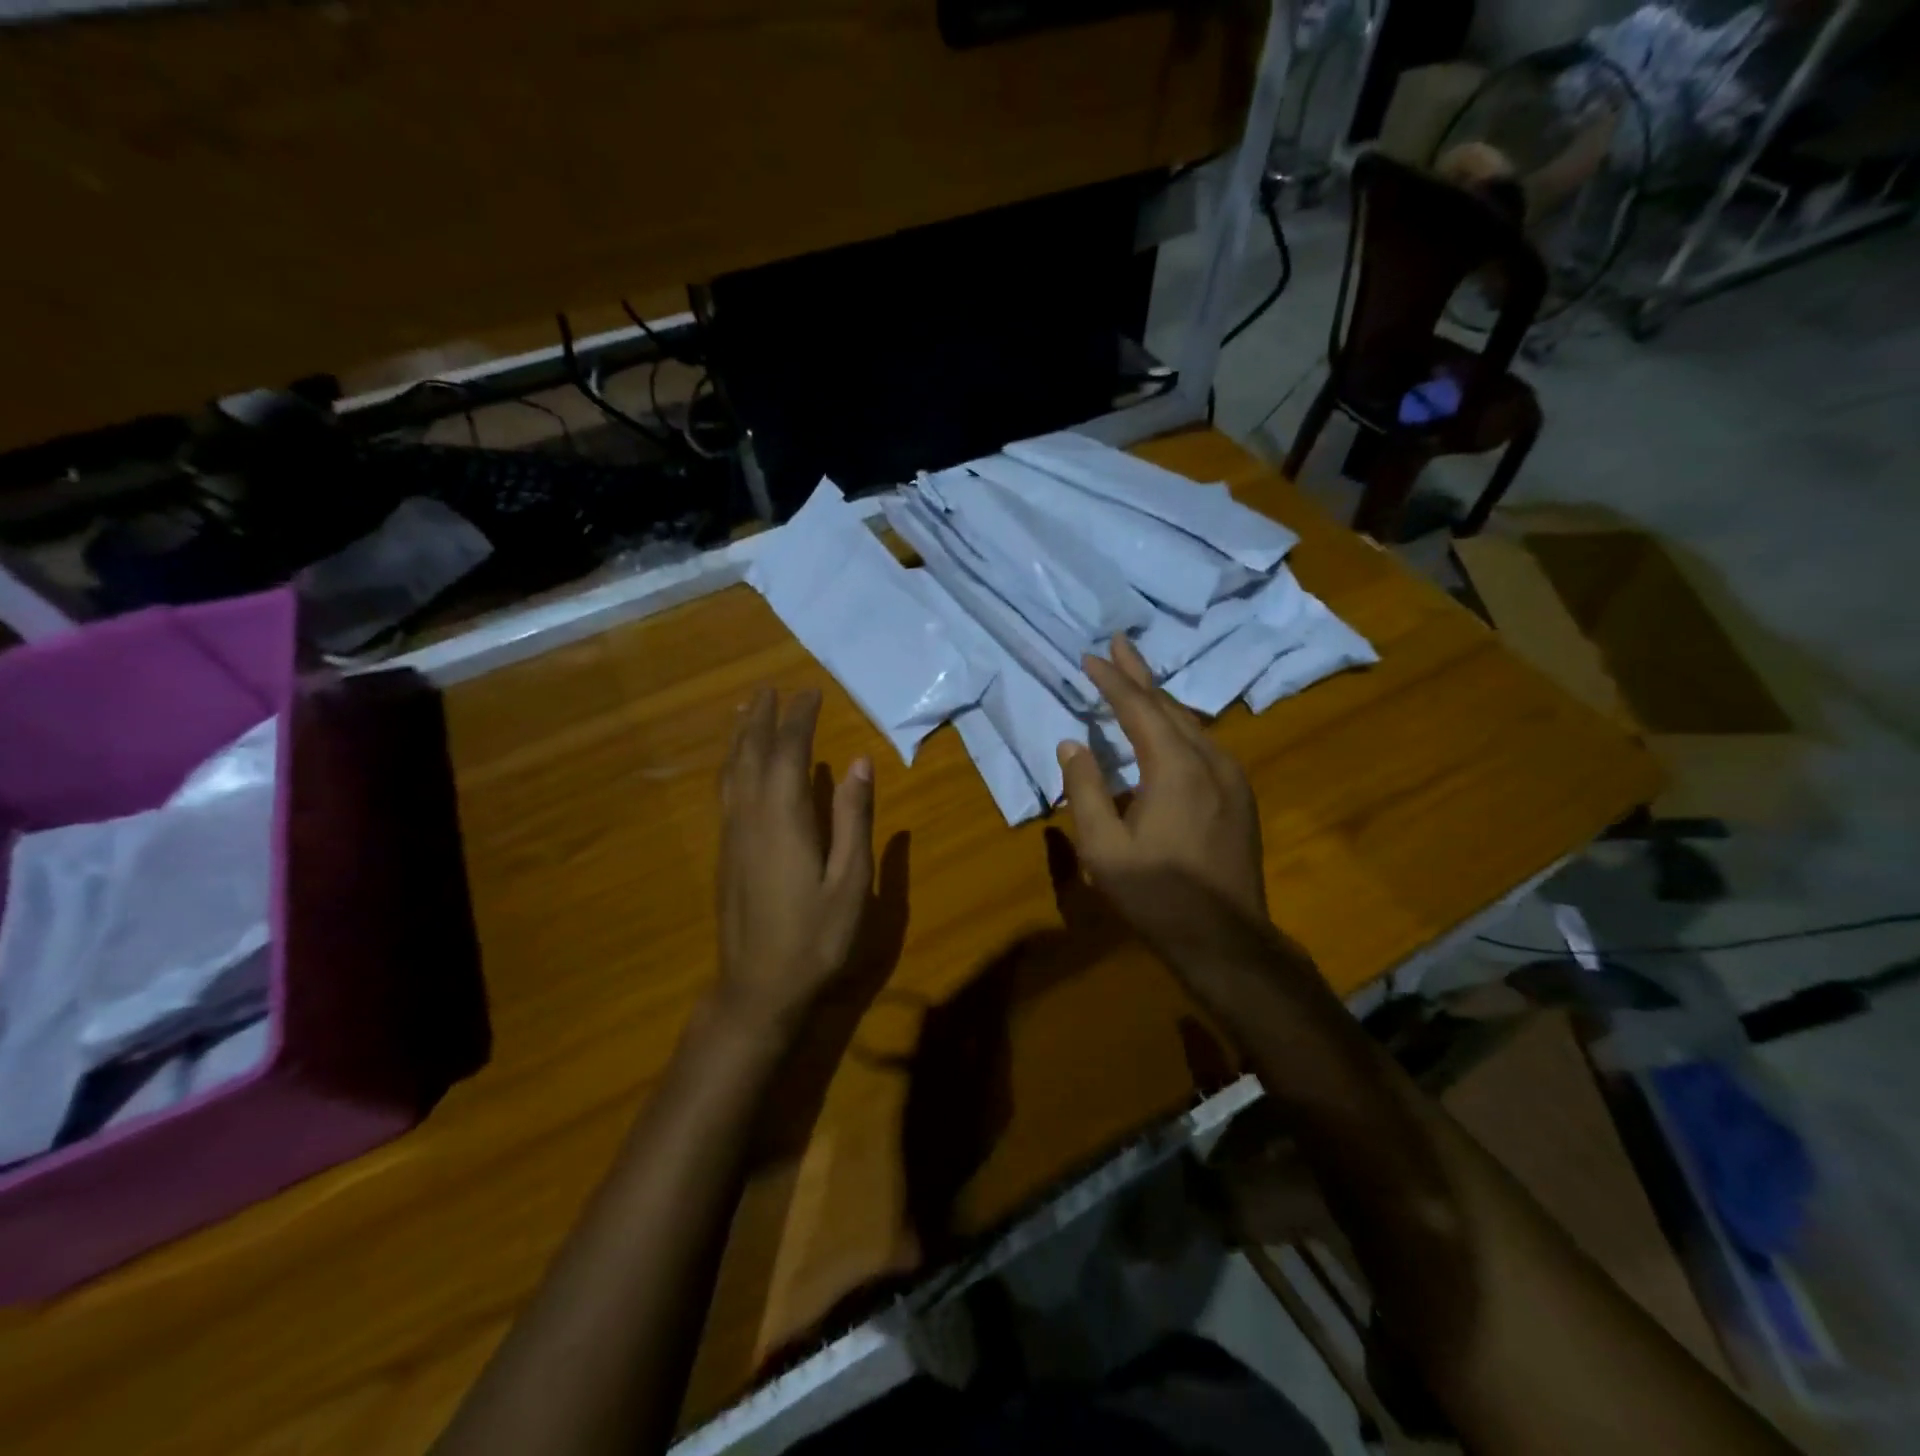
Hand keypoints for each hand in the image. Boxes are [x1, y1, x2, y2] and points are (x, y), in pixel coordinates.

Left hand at [715, 688, 874, 1036]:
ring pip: (731, 772)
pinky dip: (731, 765)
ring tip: (744, 710)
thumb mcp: (849, 881)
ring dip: (738, 737)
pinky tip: (735, 766)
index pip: (788, 753)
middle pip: (751, 754)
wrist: (758, 989)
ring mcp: (731, 835)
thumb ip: (853, 819)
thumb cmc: (815, 938)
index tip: (809, 693)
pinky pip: (725, 792)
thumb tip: (858, 762)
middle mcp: (750, 817)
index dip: (798, 720)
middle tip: (769, 687)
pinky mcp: (725, 853)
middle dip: (761, 718)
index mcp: (783, 819)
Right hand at [1056, 635, 1268, 941]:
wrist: (1226, 940)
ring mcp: (1232, 777)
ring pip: (1191, 724)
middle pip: (1170, 705)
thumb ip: (1084, 789)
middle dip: (1139, 674)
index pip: (1138, 708)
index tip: (1090, 657)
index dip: (1111, 680)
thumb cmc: (1157, 895)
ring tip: (1135, 680)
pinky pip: (1205, 744)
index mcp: (1175, 767)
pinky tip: (1166, 731)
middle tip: (1117, 644)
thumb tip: (1073, 744)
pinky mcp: (1240, 796)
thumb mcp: (1103, 847)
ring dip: (1160, 700)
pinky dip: (1178, 726)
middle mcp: (1210, 760)